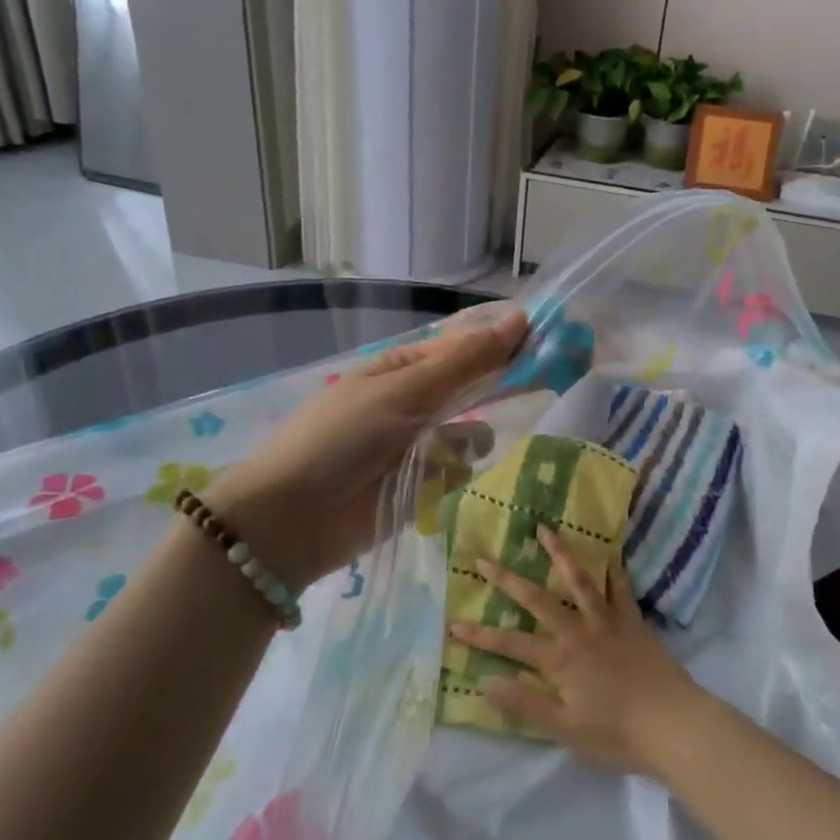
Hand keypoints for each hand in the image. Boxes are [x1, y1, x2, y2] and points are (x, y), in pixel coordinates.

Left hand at [215, 306, 527, 589]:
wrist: (291, 521)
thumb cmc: (341, 440)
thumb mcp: (402, 391)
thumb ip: (464, 362)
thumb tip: (519, 318)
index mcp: (402, 368)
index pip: (464, 346)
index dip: (504, 342)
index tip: (548, 341)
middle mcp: (414, 402)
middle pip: (472, 387)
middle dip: (499, 387)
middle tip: (545, 384)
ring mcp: (419, 445)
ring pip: (472, 432)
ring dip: (469, 439)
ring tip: (446, 453)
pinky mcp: (423, 487)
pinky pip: (460, 470)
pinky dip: (456, 473)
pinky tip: (438, 481)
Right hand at [452, 527, 707, 775]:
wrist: (674, 724)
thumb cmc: (617, 733)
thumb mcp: (564, 728)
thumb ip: (524, 703)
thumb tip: (483, 681)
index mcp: (560, 660)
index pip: (510, 644)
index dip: (480, 636)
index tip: (453, 623)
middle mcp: (579, 632)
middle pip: (538, 600)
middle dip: (507, 580)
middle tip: (484, 558)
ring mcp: (608, 622)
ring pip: (579, 581)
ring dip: (560, 554)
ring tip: (545, 529)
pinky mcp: (633, 622)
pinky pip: (621, 589)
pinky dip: (613, 569)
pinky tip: (608, 552)